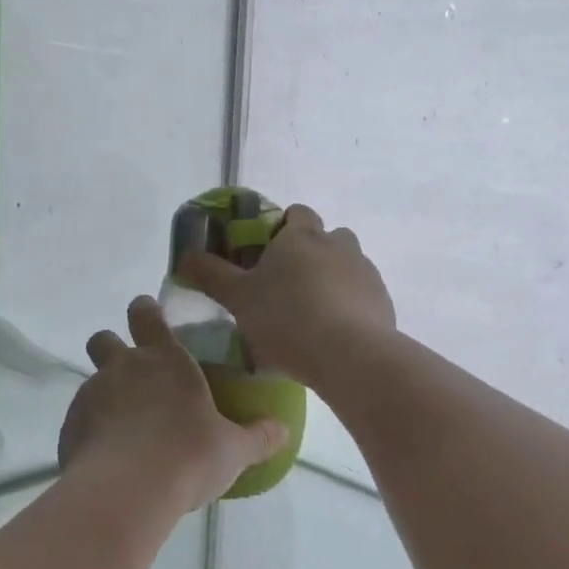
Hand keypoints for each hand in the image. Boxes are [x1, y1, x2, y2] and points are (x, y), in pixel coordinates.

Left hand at [58, 296, 288, 511]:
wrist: (125, 492)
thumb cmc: (188, 456)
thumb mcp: (234, 449)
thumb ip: (259, 436)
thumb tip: (283, 430)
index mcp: (165, 360)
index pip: (147, 315)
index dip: (146, 311)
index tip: (148, 314)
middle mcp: (124, 368)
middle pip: (104, 339)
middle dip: (112, 347)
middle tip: (132, 372)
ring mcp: (91, 396)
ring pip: (91, 381)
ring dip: (105, 395)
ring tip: (126, 428)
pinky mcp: (69, 428)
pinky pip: (79, 420)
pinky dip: (91, 431)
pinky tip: (109, 457)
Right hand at [177, 205, 395, 387]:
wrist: (349, 355)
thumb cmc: (286, 319)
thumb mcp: (238, 298)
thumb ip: (211, 274)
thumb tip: (185, 255)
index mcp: (302, 236)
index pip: (296, 213)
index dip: (282, 228)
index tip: (267, 254)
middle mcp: (338, 244)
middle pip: (325, 238)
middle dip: (309, 255)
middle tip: (286, 287)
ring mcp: (366, 271)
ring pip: (346, 266)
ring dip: (331, 280)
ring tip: (311, 315)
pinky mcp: (383, 301)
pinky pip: (362, 296)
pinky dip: (349, 306)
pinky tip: (333, 334)